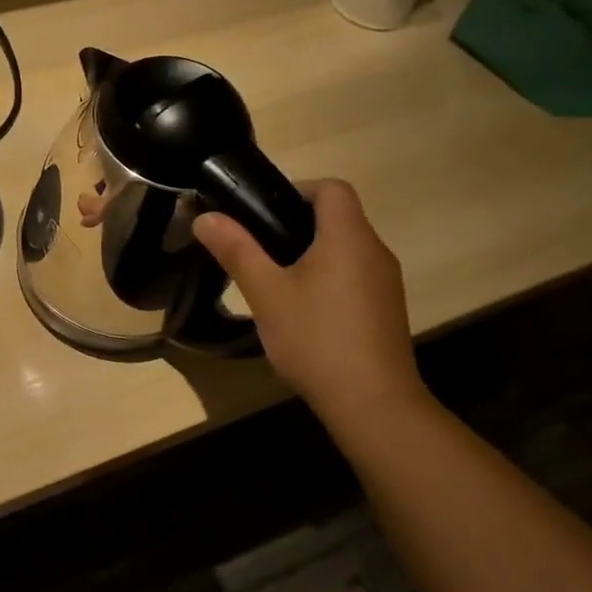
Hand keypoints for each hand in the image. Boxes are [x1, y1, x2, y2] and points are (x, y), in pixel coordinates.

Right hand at [193, 179, 427, 430]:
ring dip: (311, 254)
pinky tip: (303, 313)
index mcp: (348, 237)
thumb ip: (236, 250)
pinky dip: (327, 279)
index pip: (332, 188)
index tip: (262, 213)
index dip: (296, 189)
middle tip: (256, 249)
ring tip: (273, 282)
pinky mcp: (386, 310)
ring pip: (345, 249)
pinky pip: (354, 276)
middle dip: (295, 224)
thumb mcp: (266, 293)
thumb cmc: (316, 339)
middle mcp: (375, 251)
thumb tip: (206, 217)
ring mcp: (385, 283)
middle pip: (338, 217)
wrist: (373, 403)